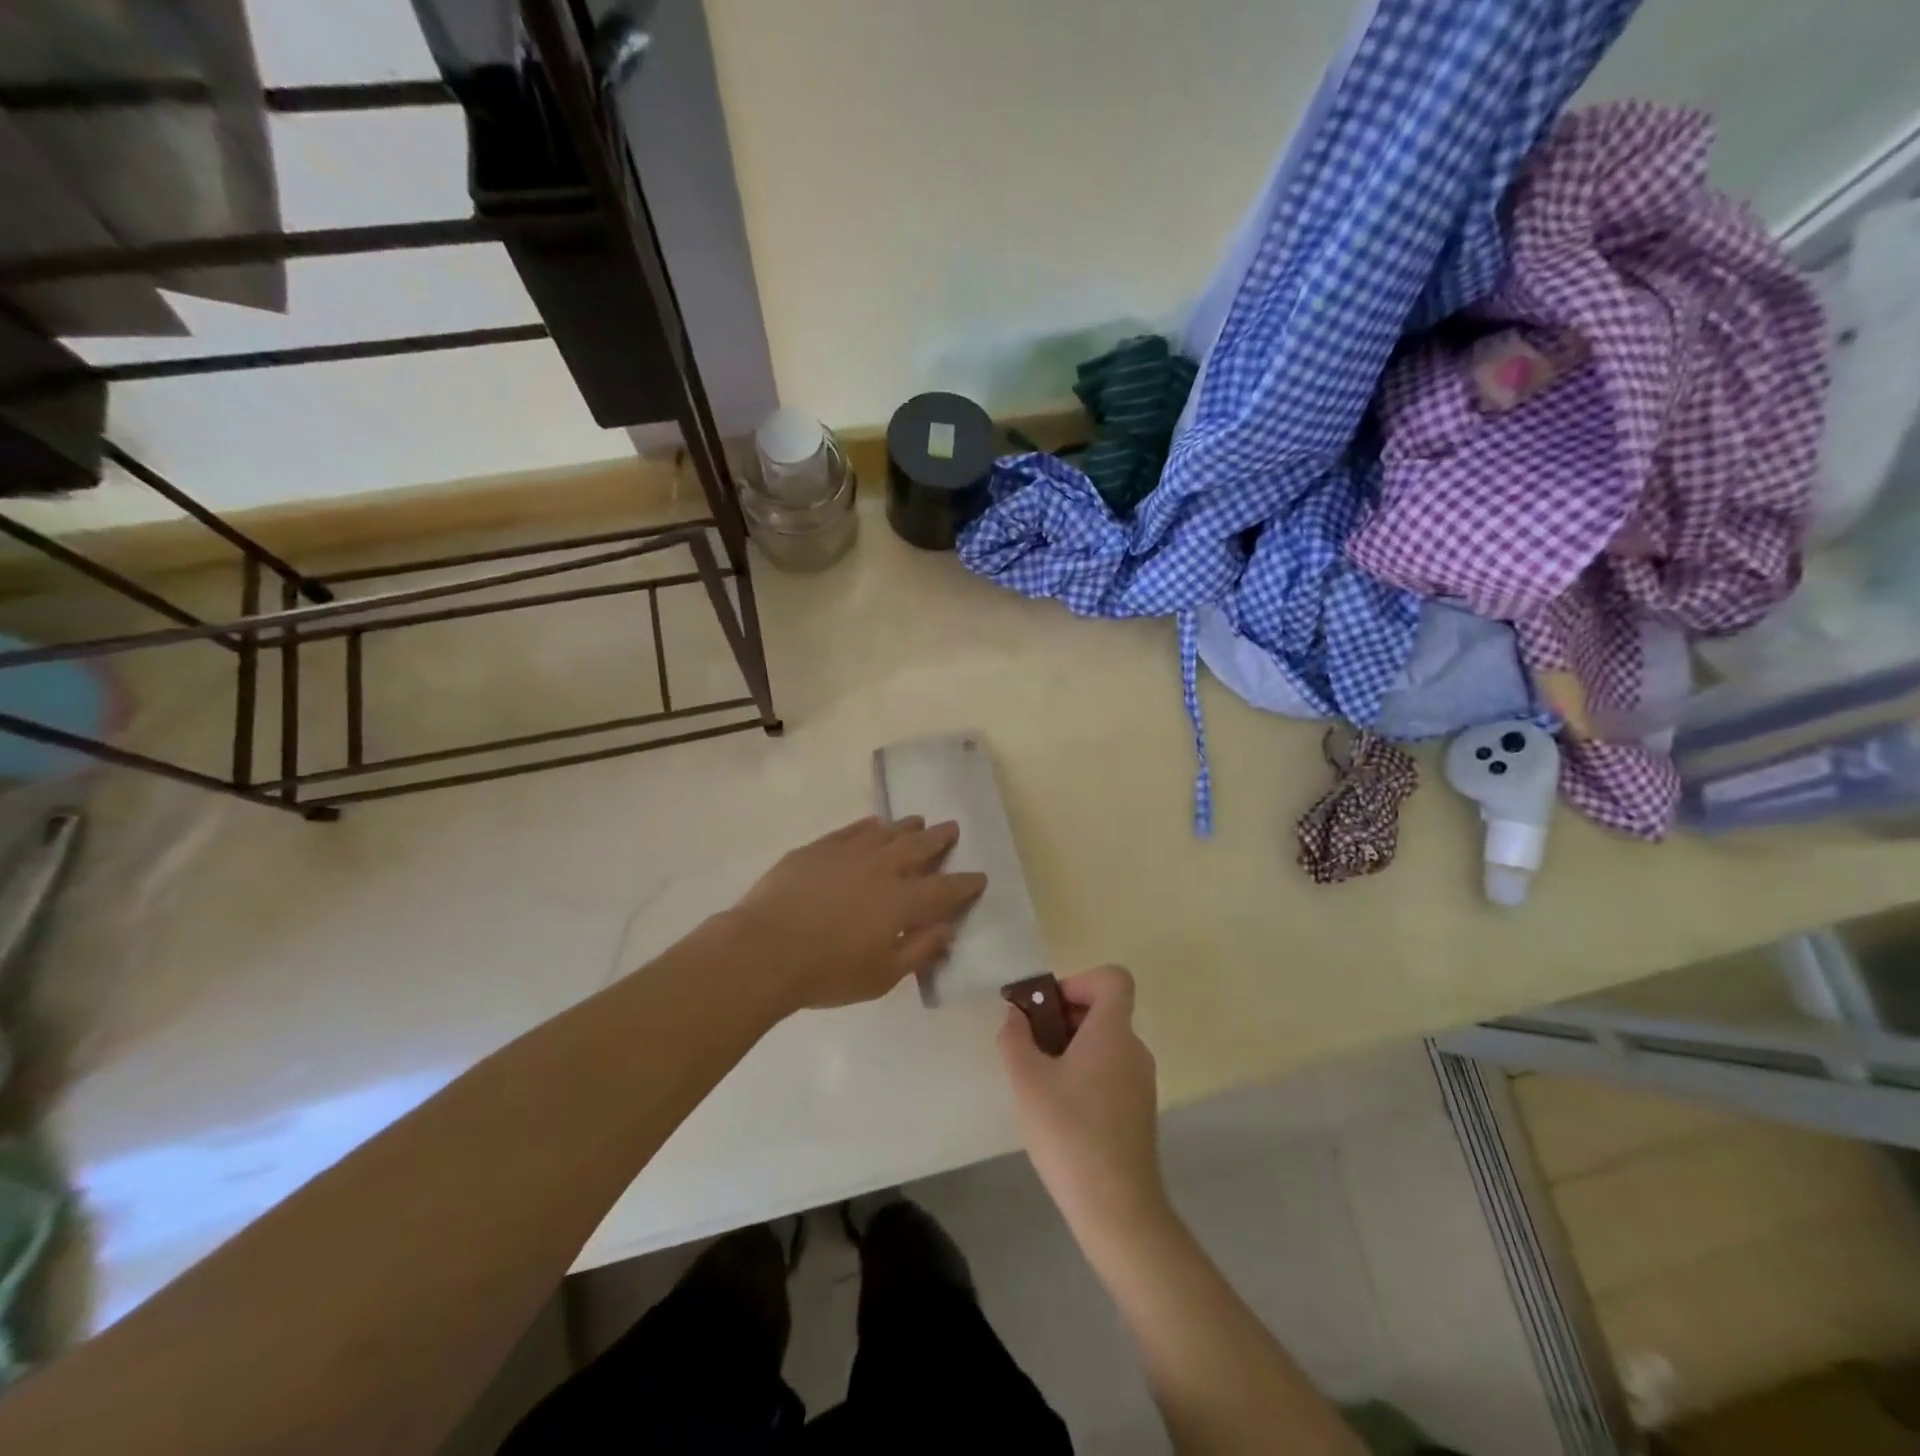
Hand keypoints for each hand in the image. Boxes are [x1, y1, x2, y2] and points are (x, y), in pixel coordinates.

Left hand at [724, 816, 986, 1013]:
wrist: (764, 950)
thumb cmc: (827, 972)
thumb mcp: (882, 976)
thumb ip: (919, 950)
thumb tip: (946, 930)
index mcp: (902, 901)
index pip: (945, 889)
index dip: (965, 884)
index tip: (979, 877)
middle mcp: (882, 869)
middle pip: (919, 847)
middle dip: (939, 839)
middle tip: (952, 828)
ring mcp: (848, 853)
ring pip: (886, 832)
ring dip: (906, 827)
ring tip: (917, 821)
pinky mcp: (818, 849)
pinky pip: (851, 830)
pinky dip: (868, 826)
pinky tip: (873, 824)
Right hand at [999, 966, 1165, 1240]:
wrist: (1117, 1208)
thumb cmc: (1069, 1132)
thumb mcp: (1027, 1081)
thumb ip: (1015, 1038)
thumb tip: (1016, 1016)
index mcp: (1113, 1032)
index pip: (1113, 979)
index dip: (1079, 981)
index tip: (1049, 1009)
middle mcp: (1134, 1049)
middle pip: (1104, 1010)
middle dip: (1064, 1017)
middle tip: (1031, 1045)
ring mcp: (1141, 1082)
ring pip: (1105, 1043)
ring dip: (1071, 1047)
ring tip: (1039, 1080)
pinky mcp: (1139, 1110)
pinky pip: (1111, 1070)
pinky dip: (1085, 1073)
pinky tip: (1059, 1109)